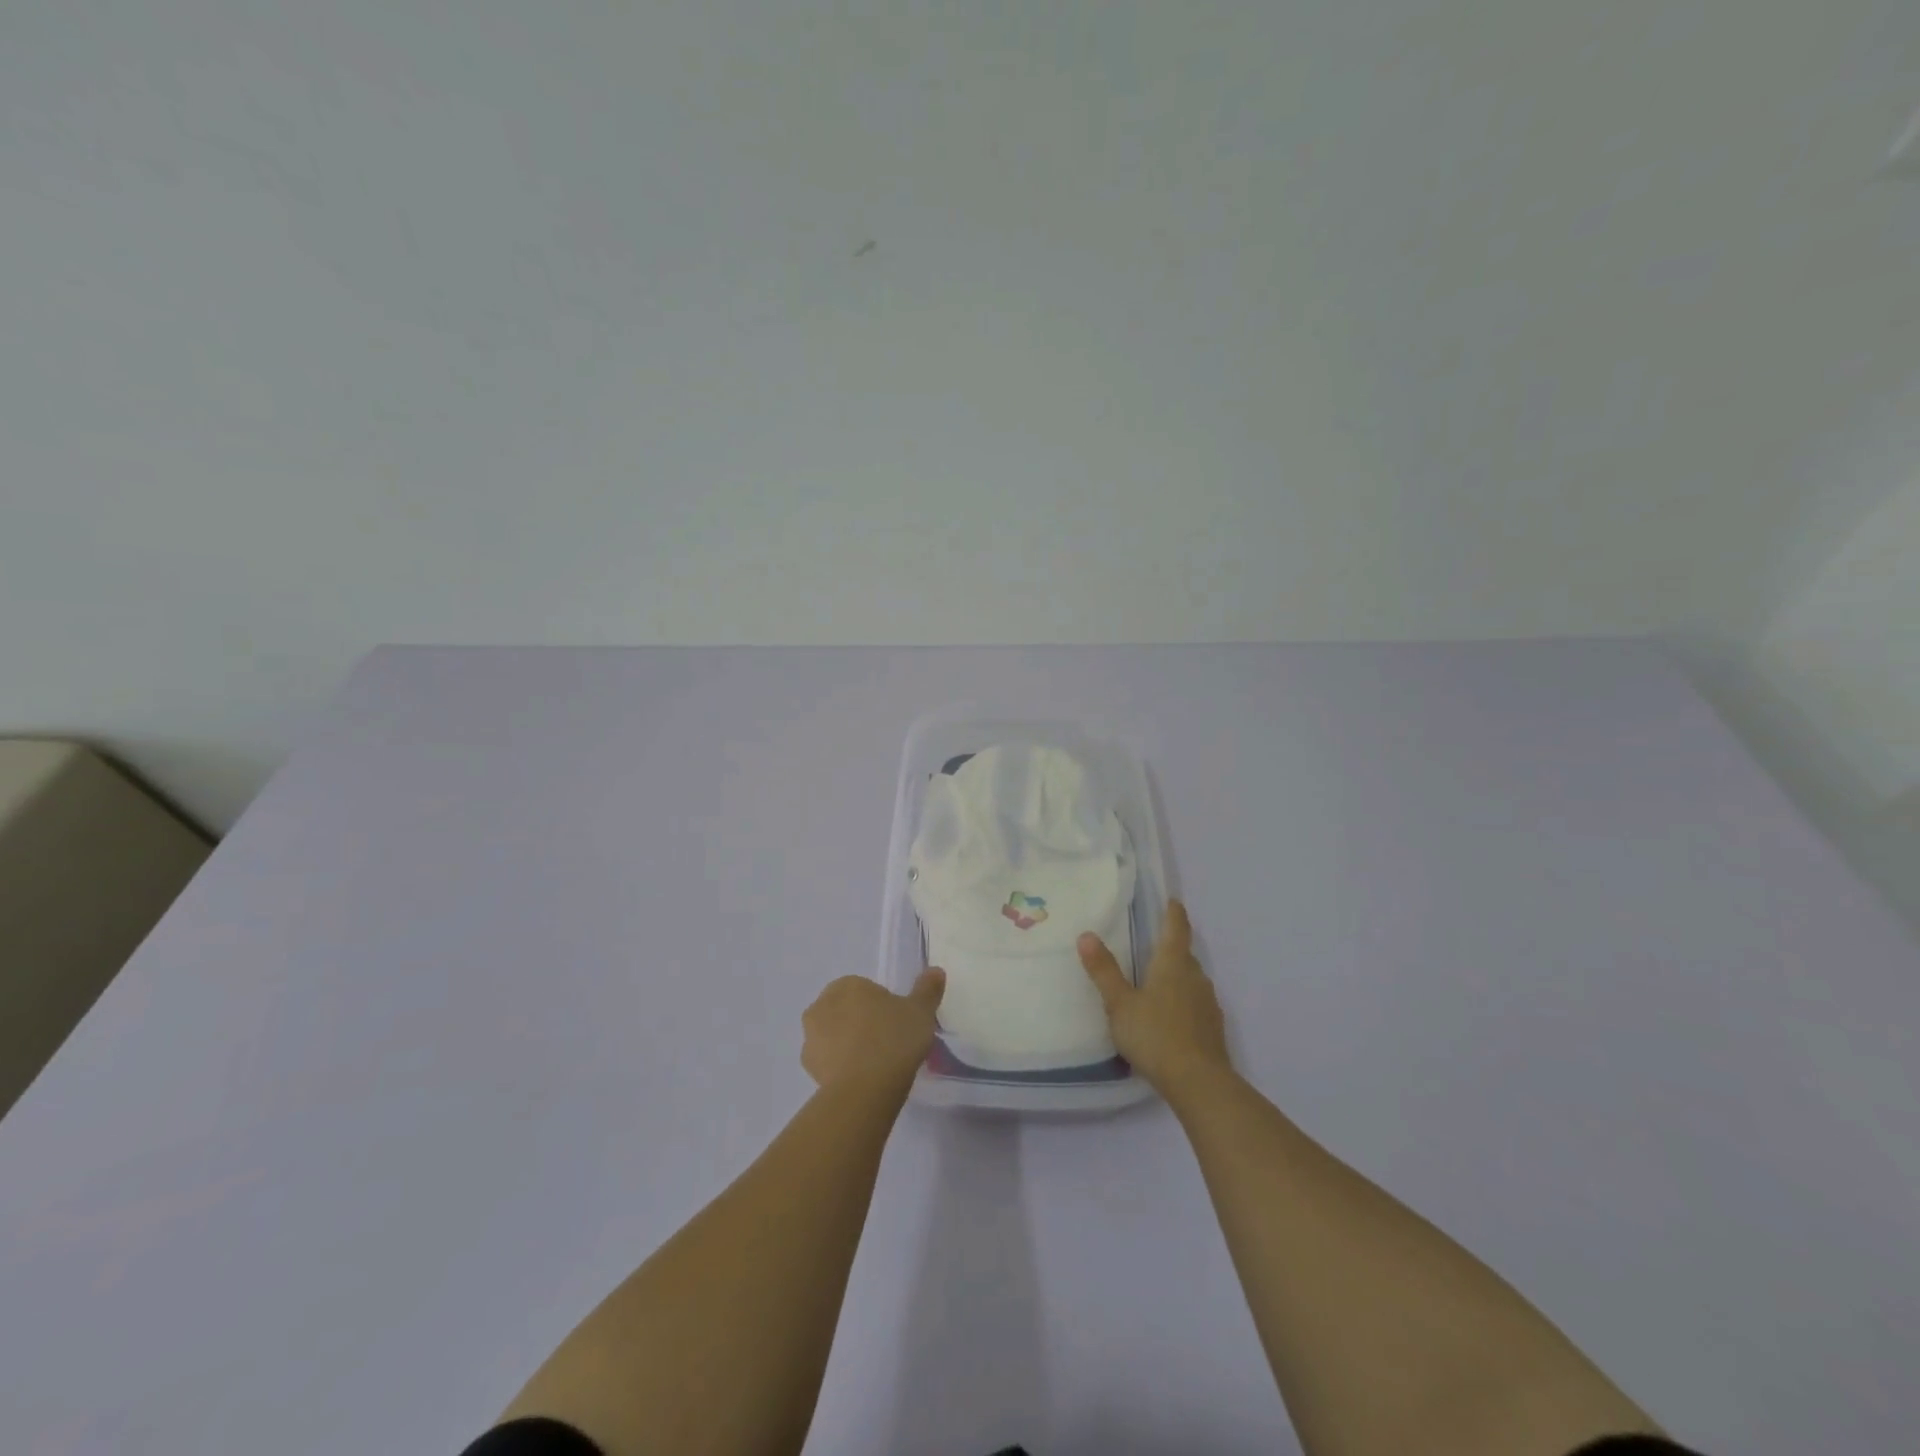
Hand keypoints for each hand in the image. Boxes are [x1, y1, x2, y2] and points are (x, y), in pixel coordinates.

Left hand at [801, 969, 945, 1096]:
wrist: (864, 1090)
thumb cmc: (893, 1040)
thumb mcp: (920, 1012)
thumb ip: (927, 990)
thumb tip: (935, 970)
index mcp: (847, 985)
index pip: (864, 990)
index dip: (881, 1006)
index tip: (897, 1024)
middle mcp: (822, 1005)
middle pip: (845, 1010)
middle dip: (860, 1022)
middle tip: (887, 1042)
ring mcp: (811, 1037)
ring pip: (833, 1035)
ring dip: (848, 1044)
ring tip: (875, 1065)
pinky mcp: (808, 1068)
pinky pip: (828, 1061)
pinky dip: (841, 1066)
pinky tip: (861, 1080)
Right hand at [1078, 899, 1229, 1099]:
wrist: (1199, 1082)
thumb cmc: (1155, 1035)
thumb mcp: (1120, 1003)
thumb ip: (1104, 971)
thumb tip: (1086, 935)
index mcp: (1173, 964)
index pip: (1176, 928)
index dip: (1174, 913)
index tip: (1172, 901)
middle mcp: (1195, 977)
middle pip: (1185, 955)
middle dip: (1172, 948)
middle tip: (1153, 946)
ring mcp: (1209, 1003)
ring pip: (1192, 980)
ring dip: (1178, 977)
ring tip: (1158, 983)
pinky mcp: (1213, 1028)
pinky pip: (1197, 1004)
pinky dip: (1184, 1002)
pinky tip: (1171, 1018)